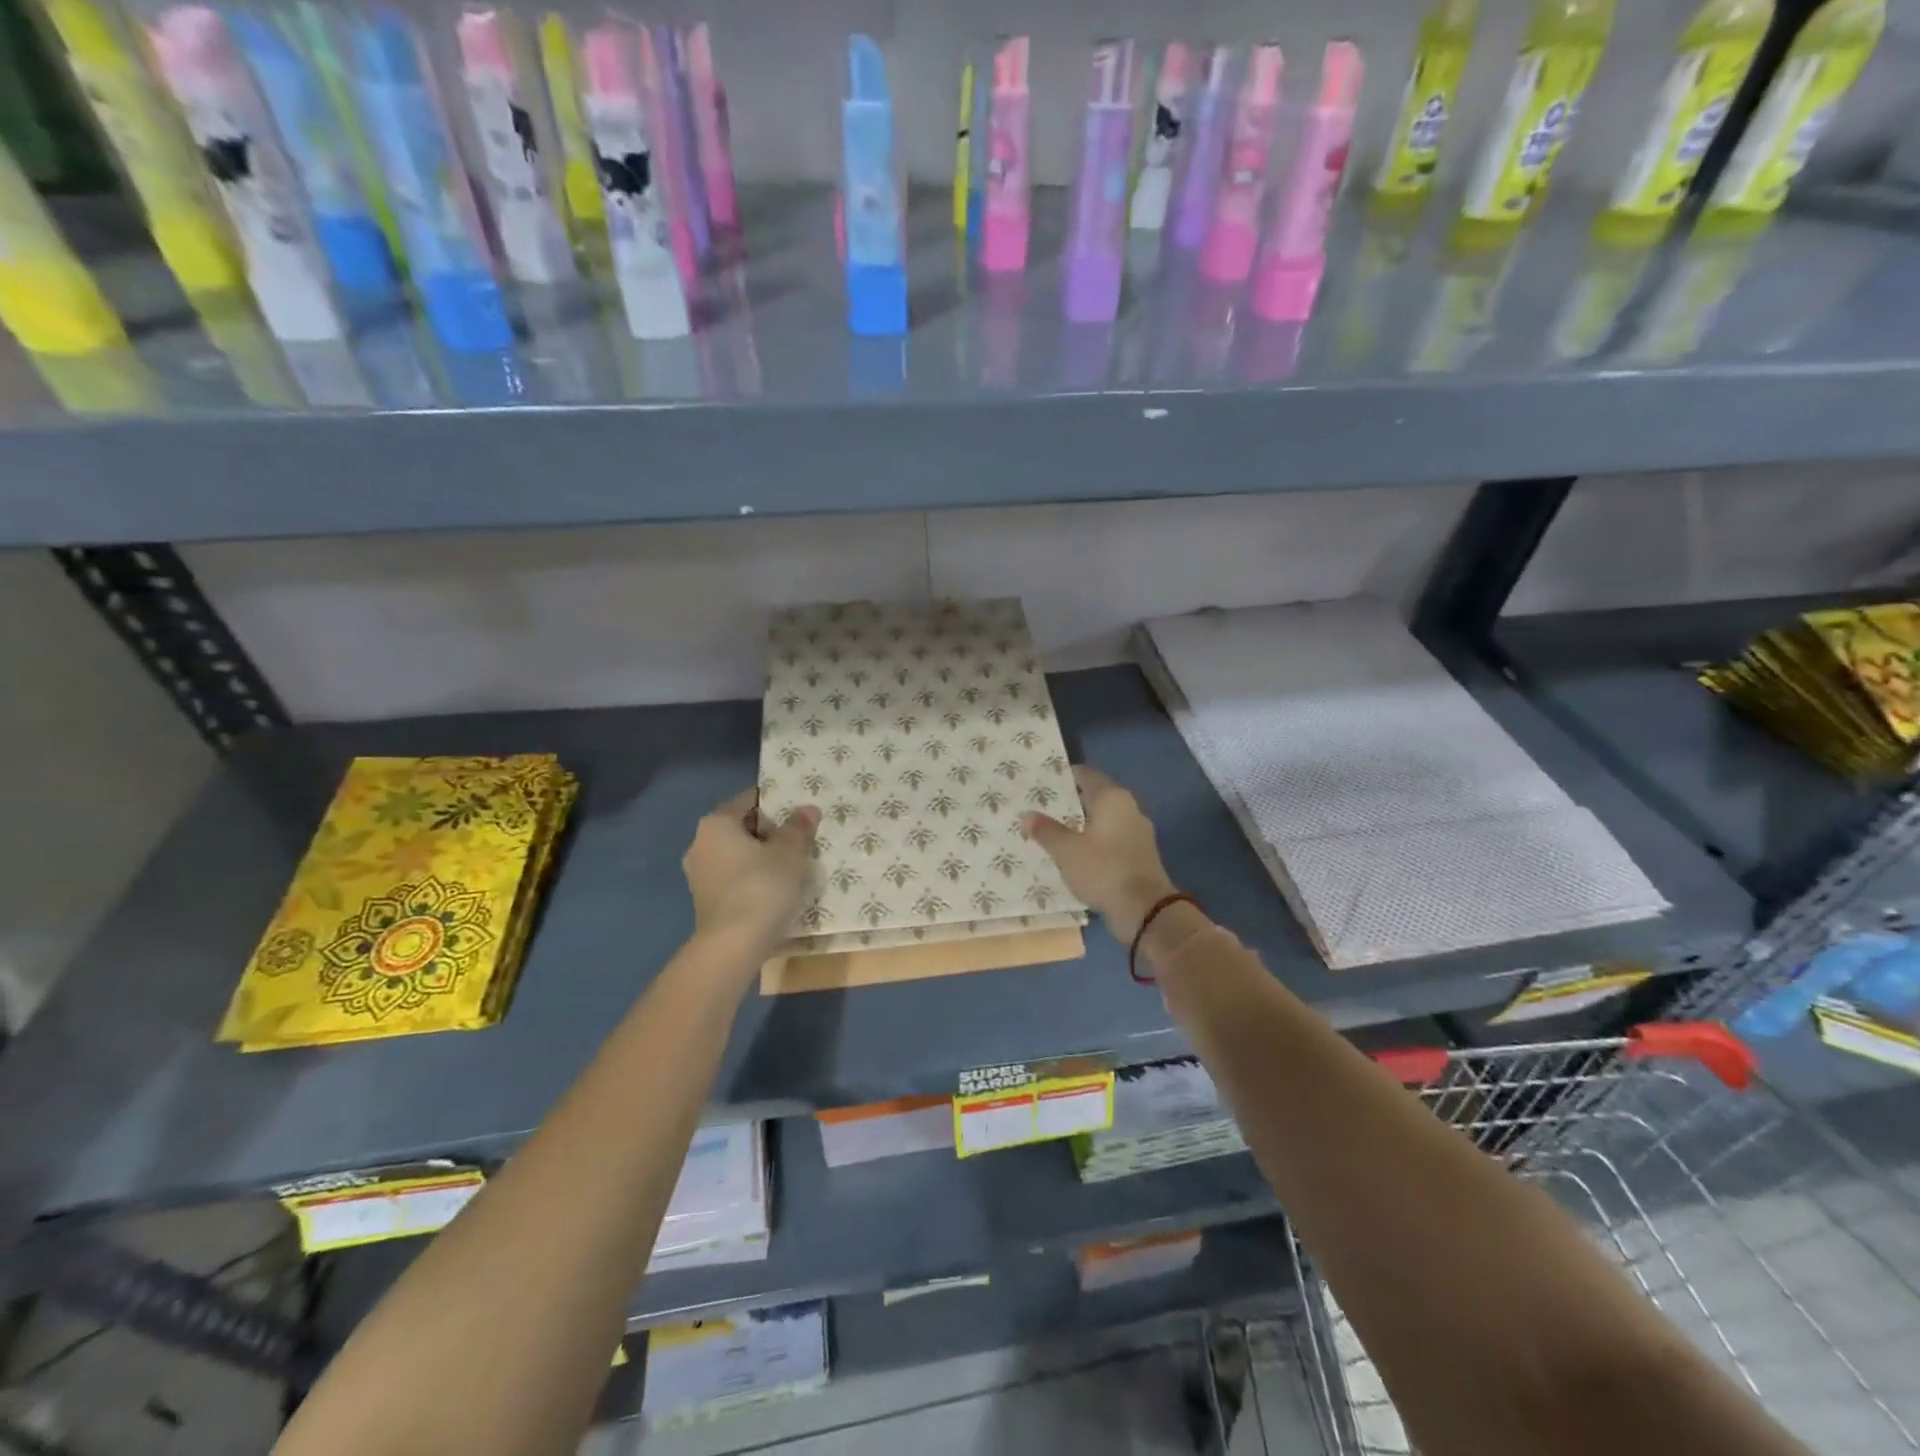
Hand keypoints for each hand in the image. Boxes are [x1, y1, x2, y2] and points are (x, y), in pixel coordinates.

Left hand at [682, 789, 818, 951]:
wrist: (732, 947)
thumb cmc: (761, 888)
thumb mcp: (790, 854)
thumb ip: (798, 828)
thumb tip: (807, 809)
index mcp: (716, 823)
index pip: (750, 799)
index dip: (778, 802)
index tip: (801, 812)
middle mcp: (700, 843)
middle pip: (743, 827)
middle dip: (771, 831)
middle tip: (802, 838)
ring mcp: (699, 874)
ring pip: (738, 854)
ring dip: (763, 857)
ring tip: (793, 865)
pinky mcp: (705, 900)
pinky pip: (734, 877)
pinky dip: (753, 878)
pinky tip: (776, 889)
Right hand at [1022, 766, 1176, 943]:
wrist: (1145, 909)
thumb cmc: (1103, 870)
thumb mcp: (1066, 851)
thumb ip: (1046, 830)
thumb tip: (1026, 814)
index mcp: (1112, 798)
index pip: (1087, 774)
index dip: (1066, 775)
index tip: (1044, 781)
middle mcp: (1129, 808)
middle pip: (1097, 796)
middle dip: (1072, 801)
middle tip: (1045, 806)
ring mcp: (1138, 832)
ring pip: (1106, 819)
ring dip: (1084, 823)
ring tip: (1057, 830)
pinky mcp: (1141, 854)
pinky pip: (1113, 838)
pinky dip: (1096, 841)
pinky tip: (1078, 853)